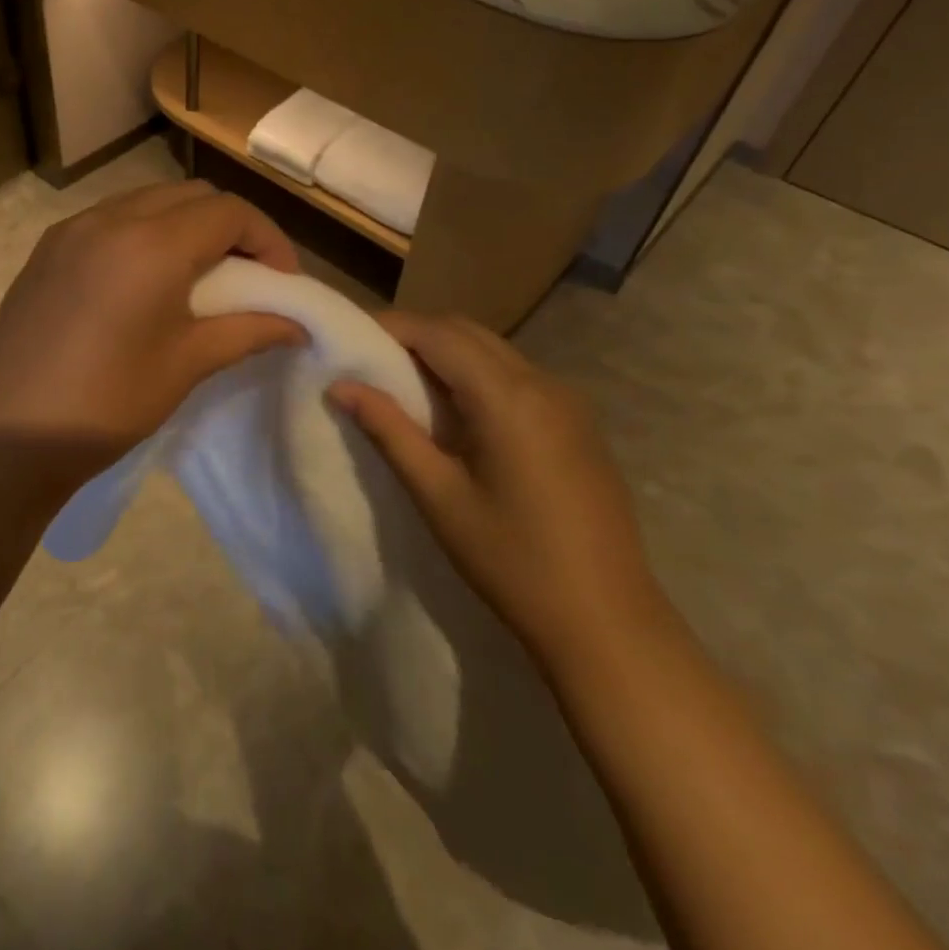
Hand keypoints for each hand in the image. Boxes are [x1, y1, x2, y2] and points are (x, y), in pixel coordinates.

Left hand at [0, 182, 303, 485]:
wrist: (7, 436)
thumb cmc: (107, 403)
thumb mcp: (187, 365)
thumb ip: (248, 331)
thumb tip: (297, 325)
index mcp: (152, 244)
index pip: (229, 212)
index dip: (268, 239)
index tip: (282, 281)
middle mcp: (111, 219)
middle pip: (191, 196)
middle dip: (230, 226)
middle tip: (247, 274)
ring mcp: (71, 230)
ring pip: (147, 201)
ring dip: (185, 225)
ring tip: (198, 275)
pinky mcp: (46, 249)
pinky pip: (110, 219)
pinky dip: (143, 232)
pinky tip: (144, 280)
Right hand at [329, 312, 667, 667]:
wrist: (607, 622)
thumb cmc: (512, 561)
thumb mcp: (439, 495)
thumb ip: (389, 431)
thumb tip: (340, 387)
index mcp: (508, 397)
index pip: (438, 334)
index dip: (391, 327)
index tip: (349, 339)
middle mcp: (543, 383)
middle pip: (467, 332)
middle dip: (415, 334)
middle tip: (370, 360)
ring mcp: (567, 401)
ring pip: (493, 350)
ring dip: (446, 352)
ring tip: (403, 384)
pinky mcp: (577, 423)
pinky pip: (515, 375)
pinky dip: (475, 373)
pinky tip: (455, 412)